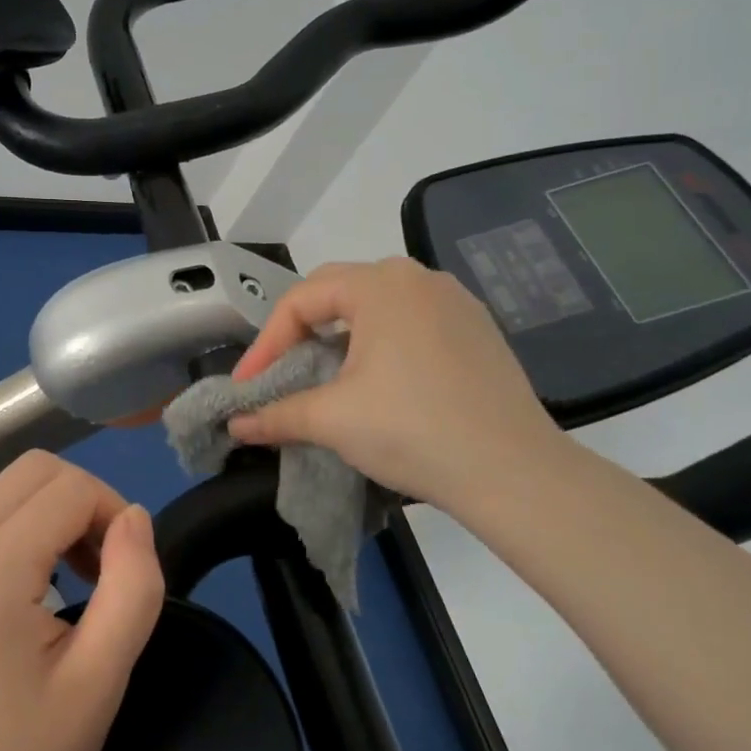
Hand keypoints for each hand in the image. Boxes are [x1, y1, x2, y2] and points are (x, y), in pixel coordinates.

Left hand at [0, 450, 165, 750]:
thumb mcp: (99, 681)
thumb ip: (132, 587)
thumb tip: (135, 517)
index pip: (70, 487)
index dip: (113, 513)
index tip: (126, 569)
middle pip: (34, 468)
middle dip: (84, 500)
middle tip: (102, 565)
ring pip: (6, 486)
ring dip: (51, 511)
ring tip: (71, 576)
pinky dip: (18, 527)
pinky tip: (28, 586)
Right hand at [227, 257, 569, 511]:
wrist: (514, 472)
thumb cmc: (412, 431)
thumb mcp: (333, 420)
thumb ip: (276, 414)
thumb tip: (236, 425)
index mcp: (379, 284)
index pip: (301, 300)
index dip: (266, 344)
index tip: (249, 386)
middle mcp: (417, 278)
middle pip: (337, 292)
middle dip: (300, 332)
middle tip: (280, 372)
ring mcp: (454, 301)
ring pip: (376, 305)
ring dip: (340, 335)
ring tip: (324, 374)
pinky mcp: (477, 328)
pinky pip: (411, 320)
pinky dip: (380, 342)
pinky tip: (378, 379)